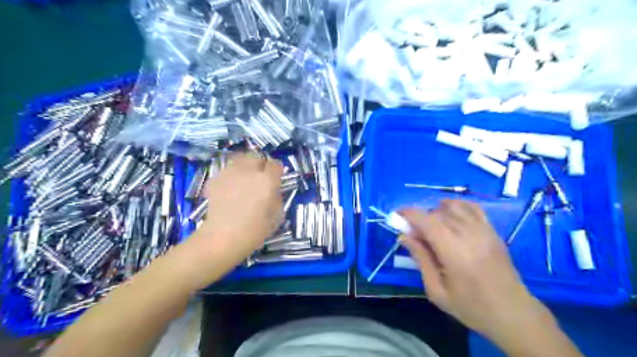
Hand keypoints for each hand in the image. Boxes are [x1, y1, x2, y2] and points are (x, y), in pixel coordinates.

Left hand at [184, 153, 283, 283]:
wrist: (223, 238)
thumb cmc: (255, 230)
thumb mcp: (277, 215)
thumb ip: (277, 197)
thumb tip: (273, 190)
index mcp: (267, 180)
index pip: (276, 164)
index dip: (277, 171)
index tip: (276, 179)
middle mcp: (249, 171)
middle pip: (257, 157)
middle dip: (260, 165)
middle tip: (259, 178)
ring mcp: (230, 173)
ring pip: (240, 160)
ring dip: (245, 167)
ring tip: (243, 180)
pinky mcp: (215, 178)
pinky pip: (227, 171)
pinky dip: (231, 176)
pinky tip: (230, 189)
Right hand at [399, 201, 539, 340]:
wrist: (513, 313)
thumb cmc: (471, 306)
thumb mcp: (437, 290)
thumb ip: (420, 259)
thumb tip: (404, 236)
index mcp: (454, 252)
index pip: (427, 221)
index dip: (409, 214)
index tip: (397, 216)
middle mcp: (470, 235)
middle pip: (437, 212)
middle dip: (420, 217)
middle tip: (414, 233)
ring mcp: (484, 230)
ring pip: (453, 206)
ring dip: (436, 212)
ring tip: (433, 227)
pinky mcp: (492, 230)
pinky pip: (471, 207)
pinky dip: (456, 206)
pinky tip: (451, 217)